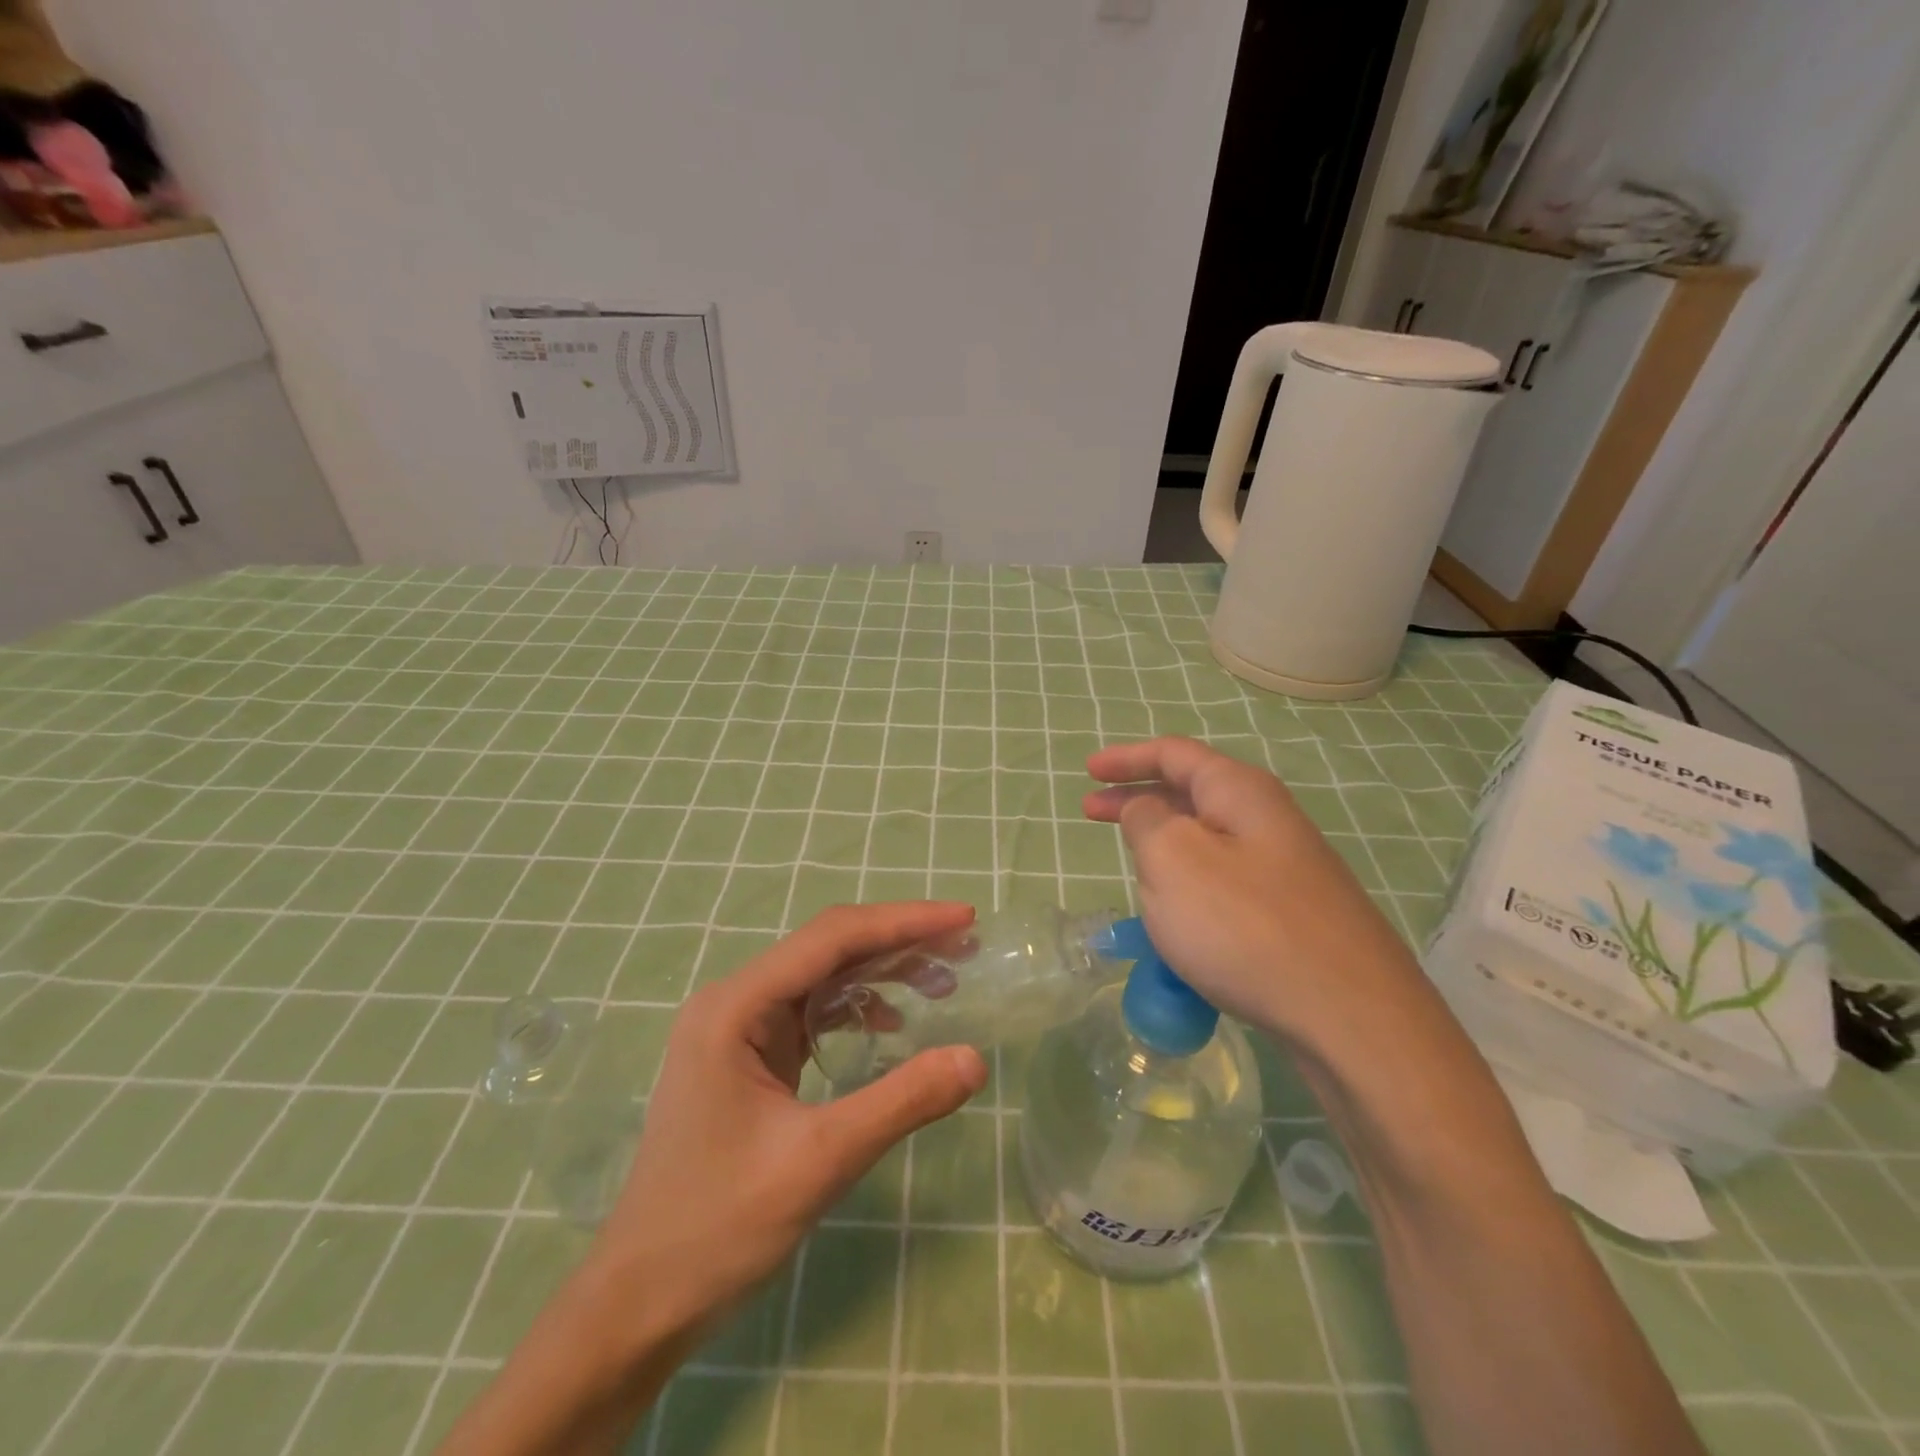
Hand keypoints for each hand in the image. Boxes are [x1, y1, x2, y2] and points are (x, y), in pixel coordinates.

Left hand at [583, 902, 988, 1330]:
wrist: (639, 1303)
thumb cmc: (718, 1228)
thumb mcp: (820, 1162)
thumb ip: (901, 1102)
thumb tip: (975, 1058)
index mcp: (736, 1006)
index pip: (832, 938)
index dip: (903, 922)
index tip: (964, 918)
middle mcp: (735, 1001)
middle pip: (829, 948)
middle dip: (898, 942)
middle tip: (964, 946)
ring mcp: (738, 1028)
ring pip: (823, 977)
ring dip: (882, 973)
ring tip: (943, 982)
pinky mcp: (749, 1056)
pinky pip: (812, 1012)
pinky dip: (857, 1009)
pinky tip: (891, 1026)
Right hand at [1083, 736, 1422, 1050]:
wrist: (1350, 1016)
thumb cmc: (1244, 925)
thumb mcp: (1173, 860)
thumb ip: (1147, 821)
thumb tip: (1148, 811)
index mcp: (1239, 792)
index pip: (1173, 754)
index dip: (1126, 757)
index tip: (1087, 772)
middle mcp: (1267, 818)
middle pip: (1190, 791)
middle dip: (1137, 797)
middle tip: (1091, 812)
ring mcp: (1285, 868)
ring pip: (1207, 839)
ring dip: (1163, 843)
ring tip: (1129, 865)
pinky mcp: (1291, 912)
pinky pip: (1224, 880)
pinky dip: (1188, 882)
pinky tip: (1175, 916)